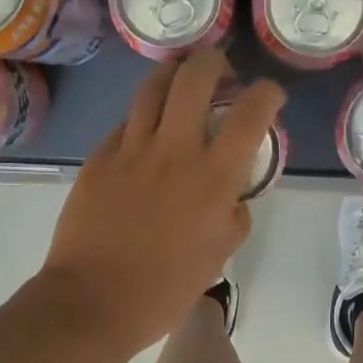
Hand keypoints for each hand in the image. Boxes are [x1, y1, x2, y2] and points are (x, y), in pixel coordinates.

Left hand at [41, 50, 284, 351]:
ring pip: (153, 86)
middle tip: (222, 75)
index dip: (267, 93)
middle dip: (215, 62)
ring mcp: (131, 149)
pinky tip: (146, 134)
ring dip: (175, 75)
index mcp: (214, 177)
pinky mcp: (99, 157)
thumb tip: (231, 195)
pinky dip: (143, 117)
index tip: (269, 96)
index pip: (251, 112)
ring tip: (181, 84)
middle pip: (196, 76)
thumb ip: (233, 215)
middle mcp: (175, 149)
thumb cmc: (165, 289)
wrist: (93, 301)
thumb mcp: (219, 255)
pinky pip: (125, 122)